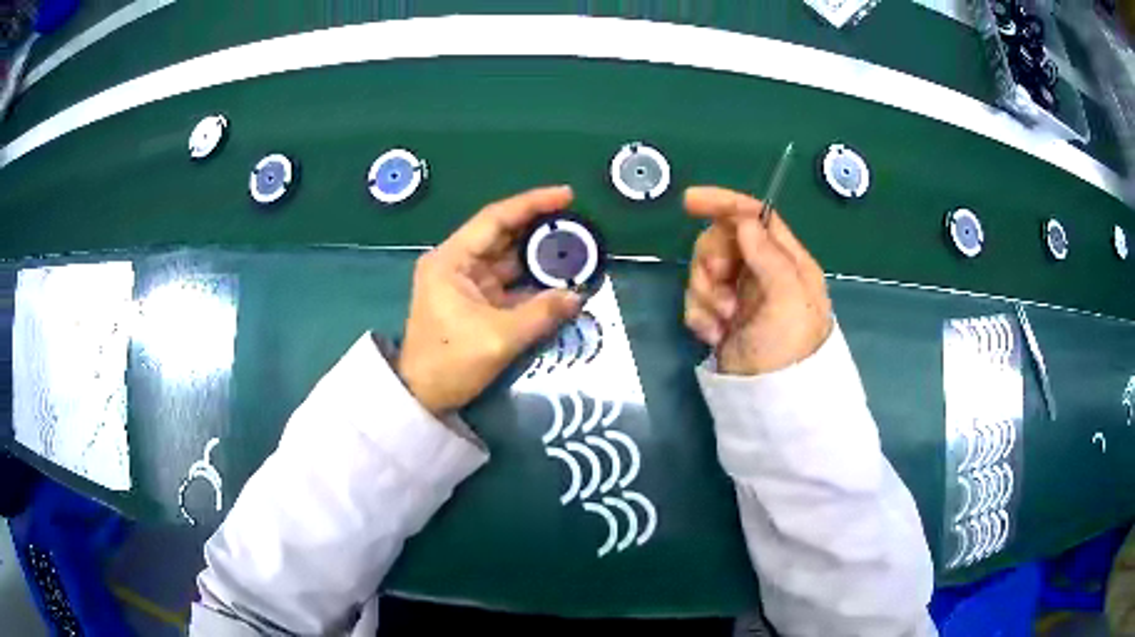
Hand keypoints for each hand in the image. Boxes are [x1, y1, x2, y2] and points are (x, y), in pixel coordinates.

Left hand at [398, 186, 582, 413]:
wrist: (421, 397)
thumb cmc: (449, 363)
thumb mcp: (498, 339)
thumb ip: (541, 314)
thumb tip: (577, 296)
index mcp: (451, 260)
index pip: (495, 219)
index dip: (532, 204)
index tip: (567, 195)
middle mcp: (457, 263)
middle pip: (504, 236)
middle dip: (540, 230)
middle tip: (579, 225)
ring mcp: (466, 283)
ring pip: (509, 259)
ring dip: (539, 257)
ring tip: (576, 250)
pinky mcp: (475, 302)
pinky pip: (509, 283)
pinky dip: (533, 282)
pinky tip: (559, 279)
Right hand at [683, 186, 832, 375]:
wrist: (772, 403)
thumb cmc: (788, 348)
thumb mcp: (788, 299)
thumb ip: (769, 255)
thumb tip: (745, 219)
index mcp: (786, 261)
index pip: (755, 216)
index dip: (724, 203)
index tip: (690, 201)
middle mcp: (762, 271)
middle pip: (722, 240)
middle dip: (712, 262)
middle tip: (720, 289)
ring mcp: (740, 294)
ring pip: (705, 269)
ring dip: (705, 293)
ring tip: (721, 322)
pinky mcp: (721, 316)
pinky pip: (696, 298)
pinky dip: (699, 314)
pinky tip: (712, 335)